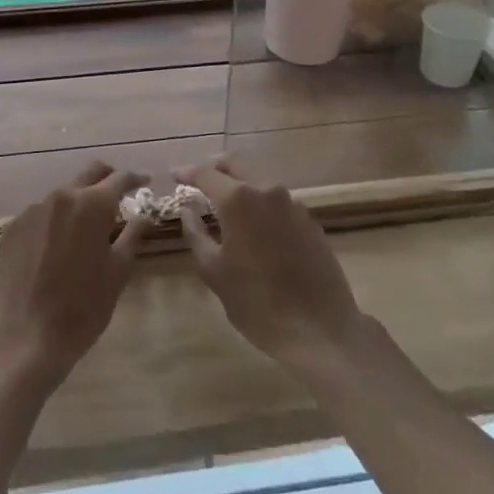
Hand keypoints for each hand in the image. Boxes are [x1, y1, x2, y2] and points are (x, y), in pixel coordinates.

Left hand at [0, 161, 148, 389]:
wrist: (27, 338)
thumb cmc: (83, 307)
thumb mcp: (118, 272)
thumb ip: (133, 235)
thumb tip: (145, 214)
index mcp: (91, 205)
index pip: (119, 179)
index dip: (136, 178)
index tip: (145, 181)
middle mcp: (60, 197)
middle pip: (89, 174)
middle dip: (107, 179)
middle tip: (119, 195)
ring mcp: (32, 210)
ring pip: (63, 193)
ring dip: (79, 202)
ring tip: (87, 226)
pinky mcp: (12, 227)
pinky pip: (41, 214)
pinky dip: (55, 220)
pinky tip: (58, 246)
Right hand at [178, 156, 367, 375]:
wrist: (320, 329)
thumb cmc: (257, 302)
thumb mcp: (214, 271)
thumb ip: (195, 233)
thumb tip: (187, 208)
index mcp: (238, 199)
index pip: (206, 173)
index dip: (187, 172)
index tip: (173, 174)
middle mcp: (266, 190)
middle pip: (236, 164)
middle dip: (214, 168)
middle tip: (198, 180)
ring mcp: (292, 203)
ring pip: (259, 178)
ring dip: (239, 183)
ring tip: (223, 202)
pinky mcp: (309, 220)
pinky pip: (277, 199)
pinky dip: (259, 201)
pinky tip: (253, 224)